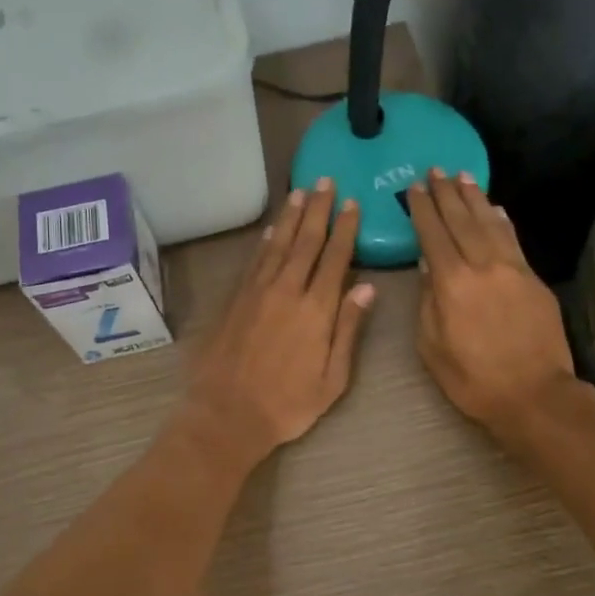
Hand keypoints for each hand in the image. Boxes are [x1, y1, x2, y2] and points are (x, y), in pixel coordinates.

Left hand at [183, 178, 375, 467]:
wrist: (227, 415)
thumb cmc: (288, 404)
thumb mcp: (333, 378)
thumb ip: (349, 329)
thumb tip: (367, 287)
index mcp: (316, 310)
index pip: (335, 258)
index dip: (345, 228)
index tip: (352, 203)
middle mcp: (287, 291)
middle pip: (305, 241)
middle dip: (318, 209)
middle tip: (325, 181)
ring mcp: (257, 292)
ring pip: (277, 244)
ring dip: (290, 217)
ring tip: (300, 192)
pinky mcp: (235, 300)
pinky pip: (254, 261)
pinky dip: (264, 241)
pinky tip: (270, 230)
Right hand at [406, 170, 574, 435]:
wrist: (535, 395)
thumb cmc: (473, 380)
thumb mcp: (432, 348)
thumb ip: (427, 303)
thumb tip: (427, 266)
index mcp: (452, 284)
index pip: (433, 235)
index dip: (423, 209)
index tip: (414, 188)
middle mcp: (483, 266)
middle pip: (461, 221)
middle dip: (447, 194)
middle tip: (436, 170)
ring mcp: (513, 270)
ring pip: (490, 224)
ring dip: (475, 198)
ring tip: (463, 177)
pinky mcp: (534, 279)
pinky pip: (514, 240)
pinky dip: (502, 221)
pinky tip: (495, 209)